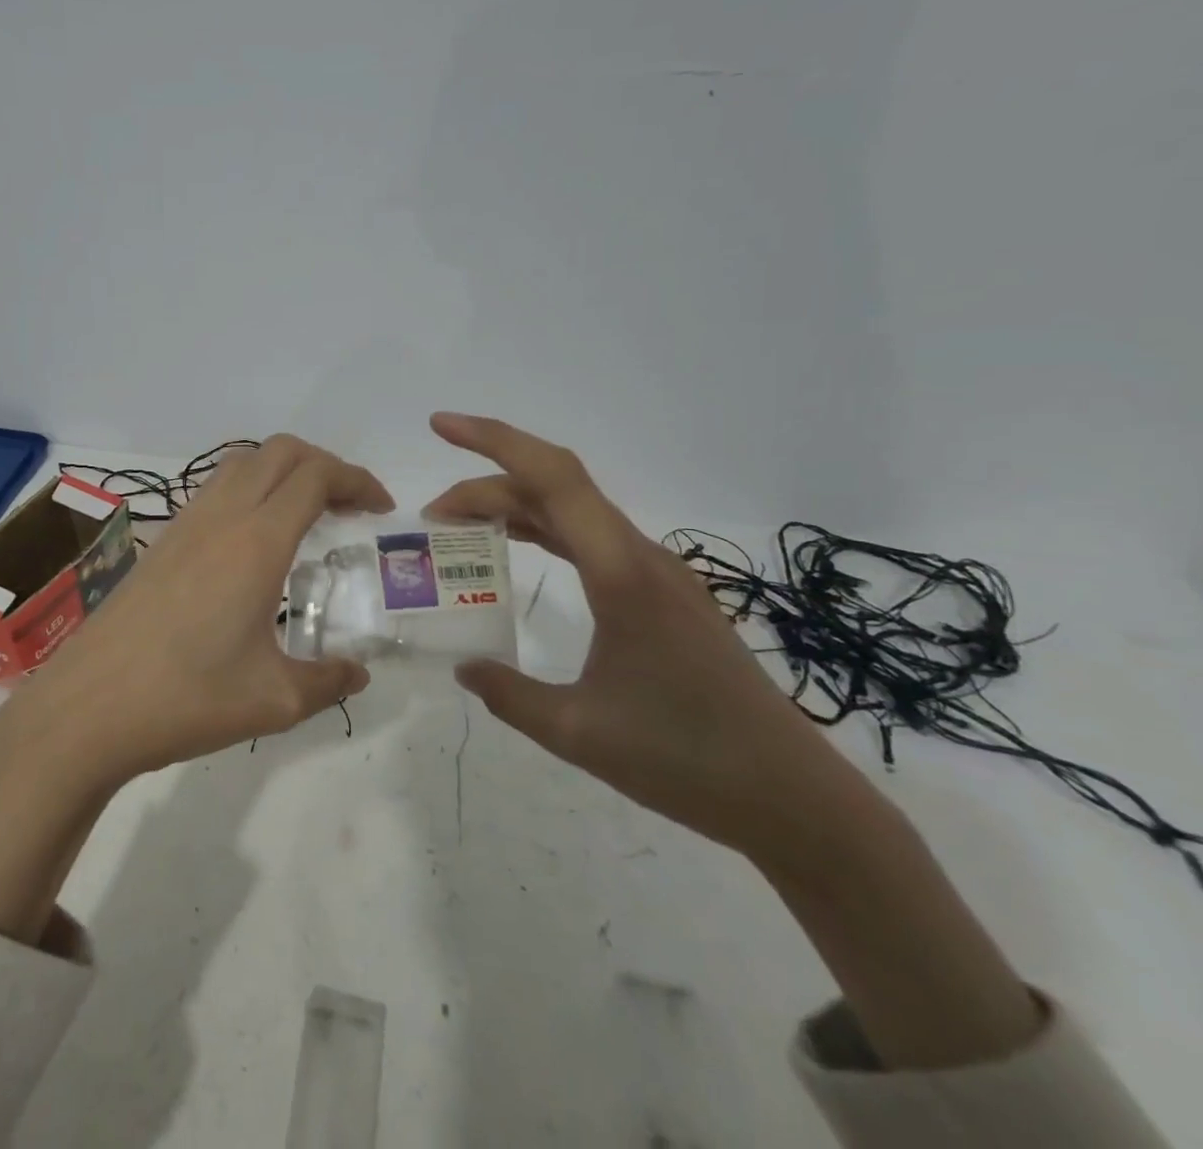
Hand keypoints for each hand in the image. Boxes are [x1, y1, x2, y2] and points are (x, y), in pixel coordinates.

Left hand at [0, 435, 389, 943]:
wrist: (88, 708)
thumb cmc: (186, 699)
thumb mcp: (273, 701)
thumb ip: (327, 681)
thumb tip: (357, 673)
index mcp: (257, 542)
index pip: (316, 476)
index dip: (356, 480)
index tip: (380, 508)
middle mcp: (221, 517)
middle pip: (281, 452)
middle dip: (324, 465)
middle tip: (349, 507)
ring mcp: (184, 524)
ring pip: (242, 463)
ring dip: (282, 472)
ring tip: (306, 516)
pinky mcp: (161, 541)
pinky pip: (215, 489)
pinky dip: (249, 490)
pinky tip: (253, 543)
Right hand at [424, 411, 876, 867]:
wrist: (789, 796)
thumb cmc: (684, 759)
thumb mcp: (577, 732)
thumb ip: (508, 694)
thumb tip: (462, 667)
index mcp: (620, 573)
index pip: (550, 477)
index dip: (492, 441)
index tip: (440, 426)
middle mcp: (639, 556)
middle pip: (554, 487)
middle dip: (485, 484)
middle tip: (431, 517)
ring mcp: (655, 573)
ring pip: (572, 511)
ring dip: (513, 506)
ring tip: (460, 526)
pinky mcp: (662, 594)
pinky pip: (591, 539)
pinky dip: (543, 530)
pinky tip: (519, 547)